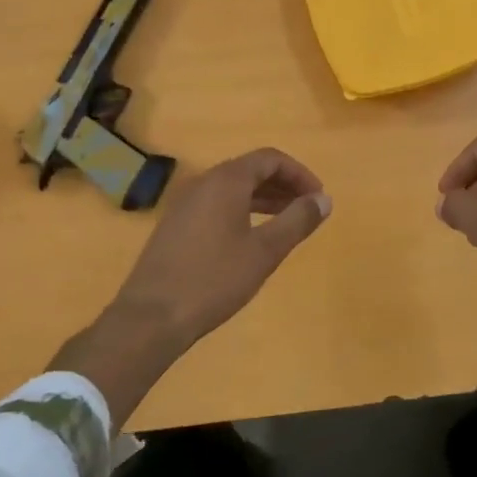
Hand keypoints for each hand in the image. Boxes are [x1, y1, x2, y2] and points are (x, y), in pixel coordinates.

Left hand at [113, 147, 330, 350]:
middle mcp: (203, 183)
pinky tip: (251, 237)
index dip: (299, 173)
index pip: (270, 159)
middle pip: (250, 170)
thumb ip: (297, 220)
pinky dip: (241, 210)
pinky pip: (216, 204)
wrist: (151, 316)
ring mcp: (184, 203)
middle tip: (307, 209)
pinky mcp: (175, 225)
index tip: (318, 197)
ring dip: (263, 198)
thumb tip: (324, 199)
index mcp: (225, 181)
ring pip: (232, 188)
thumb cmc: (214, 279)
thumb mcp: (265, 251)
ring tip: (287, 221)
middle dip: (283, 185)